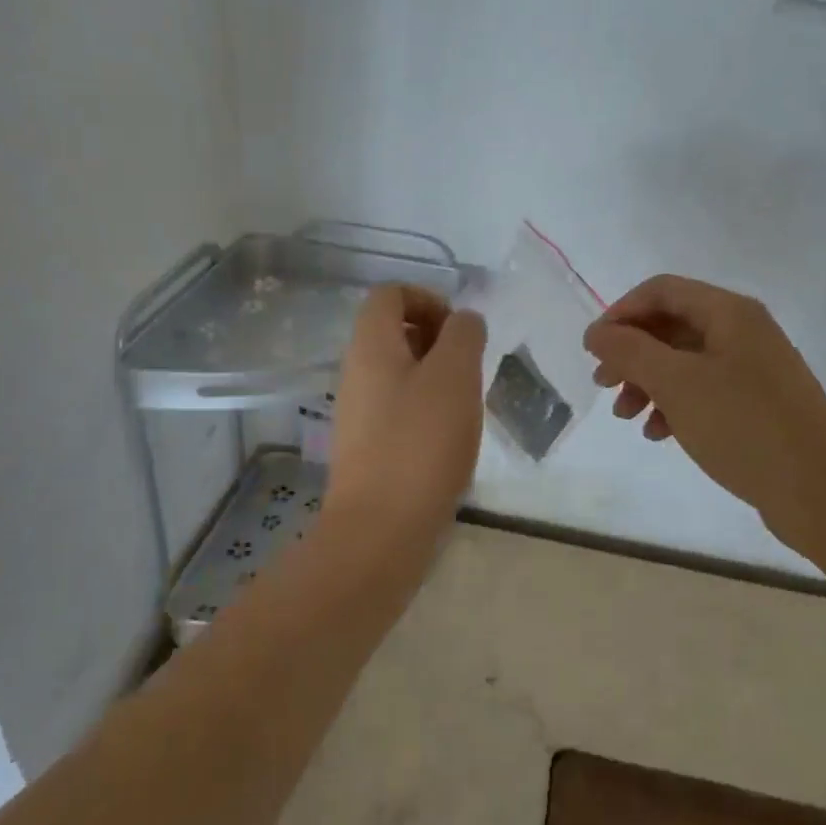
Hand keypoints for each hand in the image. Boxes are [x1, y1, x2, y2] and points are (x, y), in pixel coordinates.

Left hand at [326, 285, 487, 533]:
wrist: (380, 530)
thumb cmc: (420, 443)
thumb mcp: (454, 376)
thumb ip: (463, 335)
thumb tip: (462, 321)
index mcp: (370, 345)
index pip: (390, 294)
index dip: (428, 299)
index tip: (459, 331)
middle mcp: (356, 372)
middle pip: (394, 331)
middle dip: (438, 340)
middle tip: (469, 369)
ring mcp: (358, 411)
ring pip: (400, 372)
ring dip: (436, 377)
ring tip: (465, 405)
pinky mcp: (367, 446)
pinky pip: (398, 408)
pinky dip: (426, 410)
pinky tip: (449, 438)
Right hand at [583, 275, 825, 543]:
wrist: (821, 491)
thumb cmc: (744, 426)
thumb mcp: (676, 383)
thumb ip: (630, 350)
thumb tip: (597, 333)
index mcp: (729, 312)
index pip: (660, 291)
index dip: (620, 313)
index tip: (593, 349)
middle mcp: (743, 331)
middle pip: (670, 326)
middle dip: (631, 353)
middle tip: (603, 384)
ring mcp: (753, 368)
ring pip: (684, 362)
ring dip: (647, 382)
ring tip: (626, 417)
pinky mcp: (757, 404)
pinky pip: (704, 390)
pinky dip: (674, 405)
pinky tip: (659, 434)